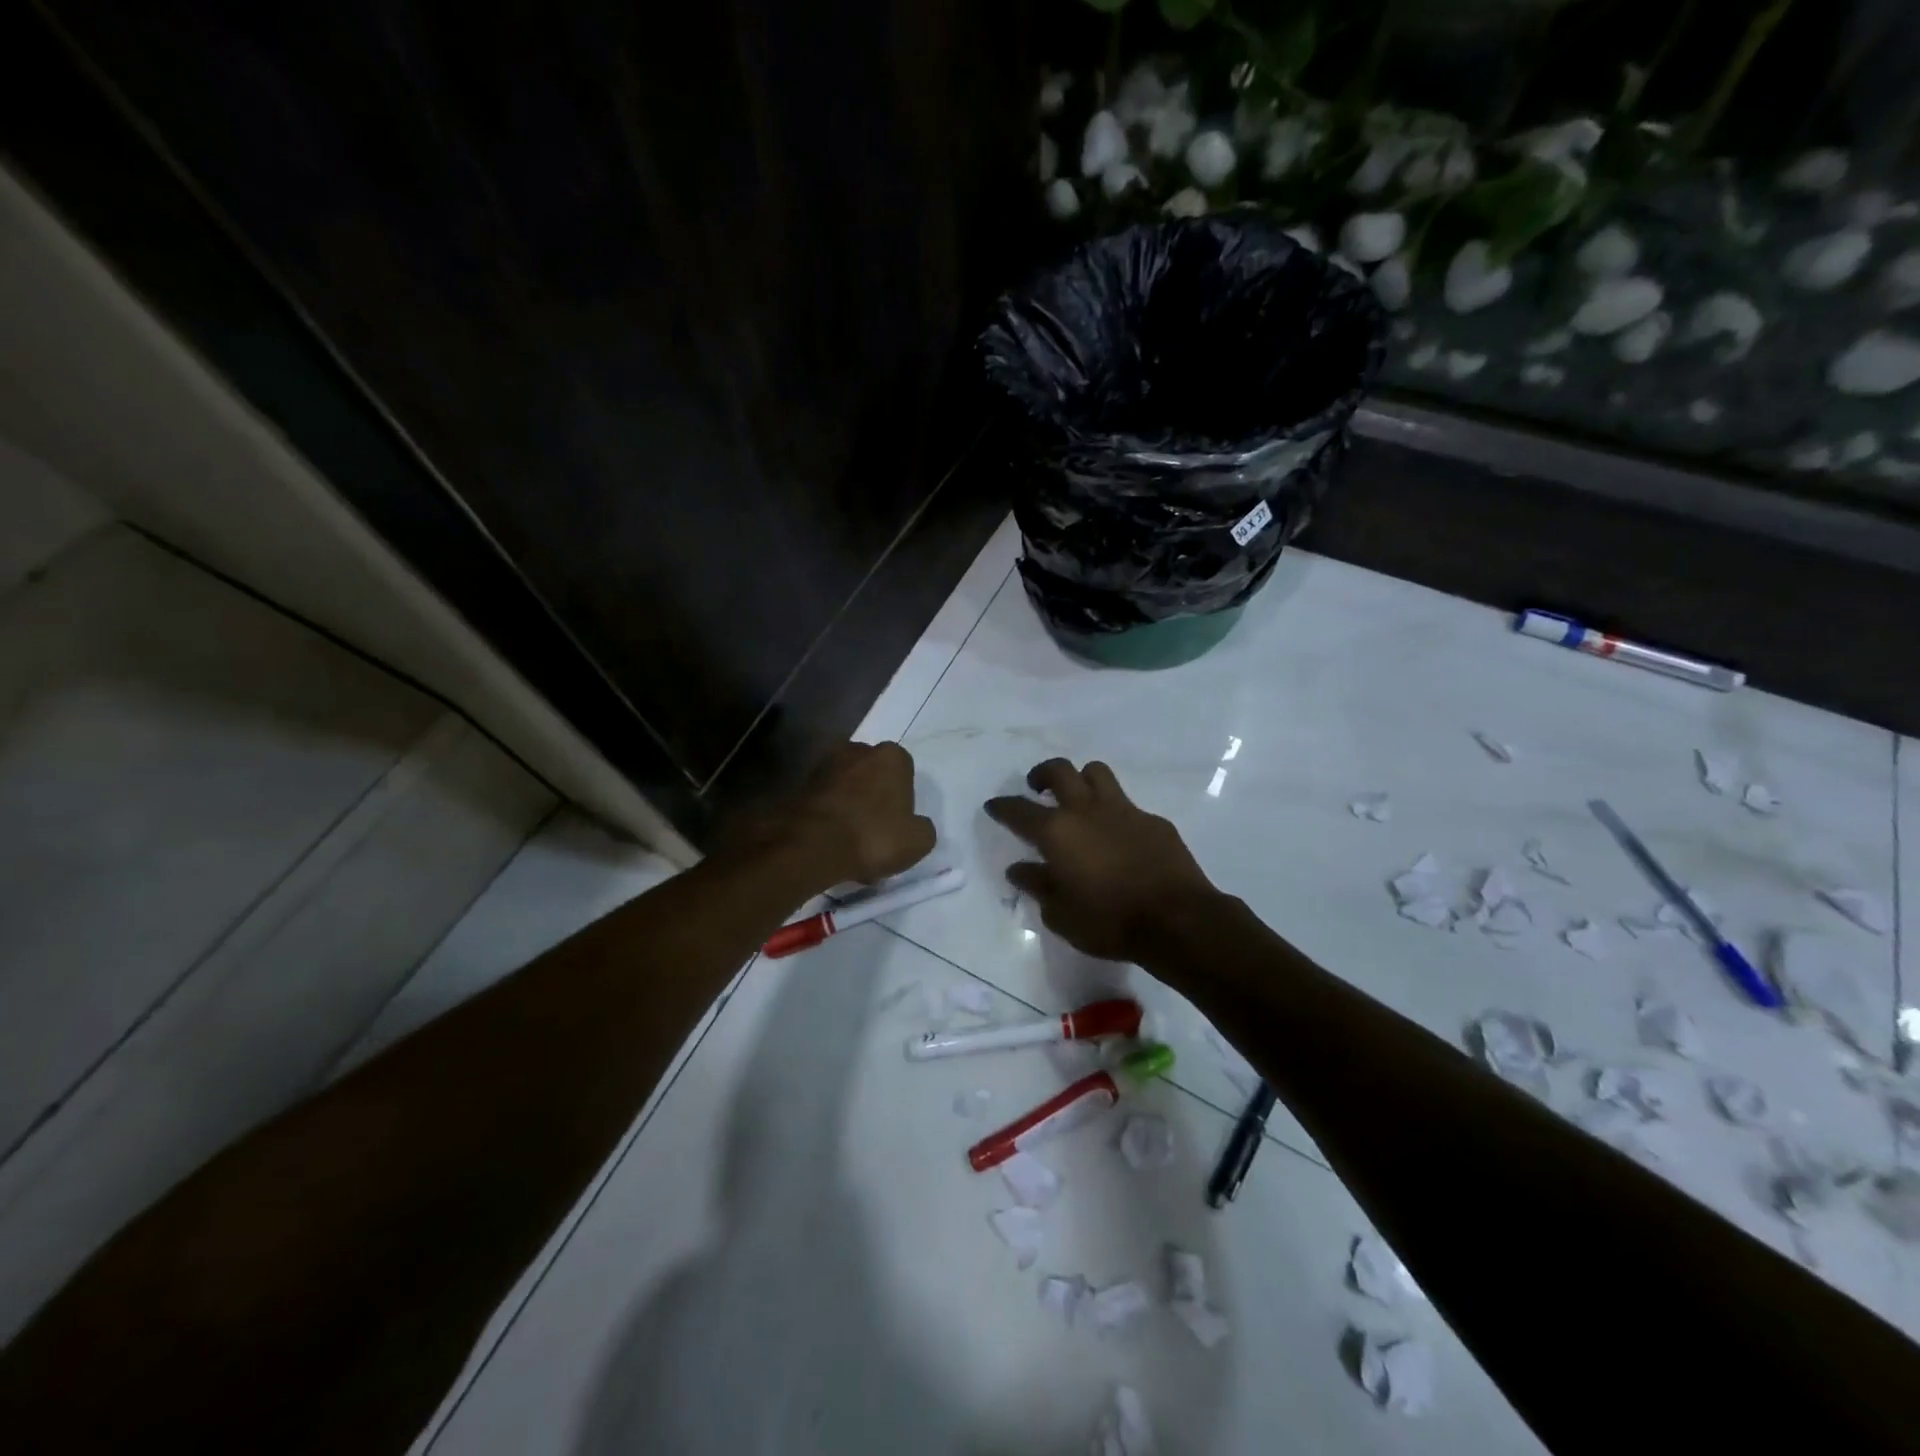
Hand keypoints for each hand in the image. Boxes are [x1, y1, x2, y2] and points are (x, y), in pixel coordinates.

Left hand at [782, 741, 935, 886]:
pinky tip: (831, 843)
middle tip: (874, 832)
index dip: (902, 799)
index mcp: (891, 756)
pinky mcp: (800, 785)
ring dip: (850, 807)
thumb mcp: (918, 841)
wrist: (812, 846)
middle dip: (874, 798)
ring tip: (850, 843)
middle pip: (872, 775)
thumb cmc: (874, 836)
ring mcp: (825, 765)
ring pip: (846, 787)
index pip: (904, 771)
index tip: (898, 824)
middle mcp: (857, 750)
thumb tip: (915, 826)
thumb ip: (923, 828)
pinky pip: (825, 801)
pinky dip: (829, 816)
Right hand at [986, 759, 1218, 963]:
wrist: (1176, 920)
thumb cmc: (1108, 921)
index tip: (994, 806)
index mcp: (1056, 831)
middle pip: (1059, 771)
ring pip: (1096, 773)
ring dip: (1081, 780)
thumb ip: (1037, 886)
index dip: (1002, 806)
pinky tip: (1118, 837)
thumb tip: (1018, 869)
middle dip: (1042, 774)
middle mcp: (1086, 810)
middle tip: (1037, 787)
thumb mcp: (1060, 914)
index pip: (1018, 810)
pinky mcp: (1153, 820)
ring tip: (1078, 799)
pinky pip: (1127, 805)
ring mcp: (1123, 810)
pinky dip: (1114, 813)